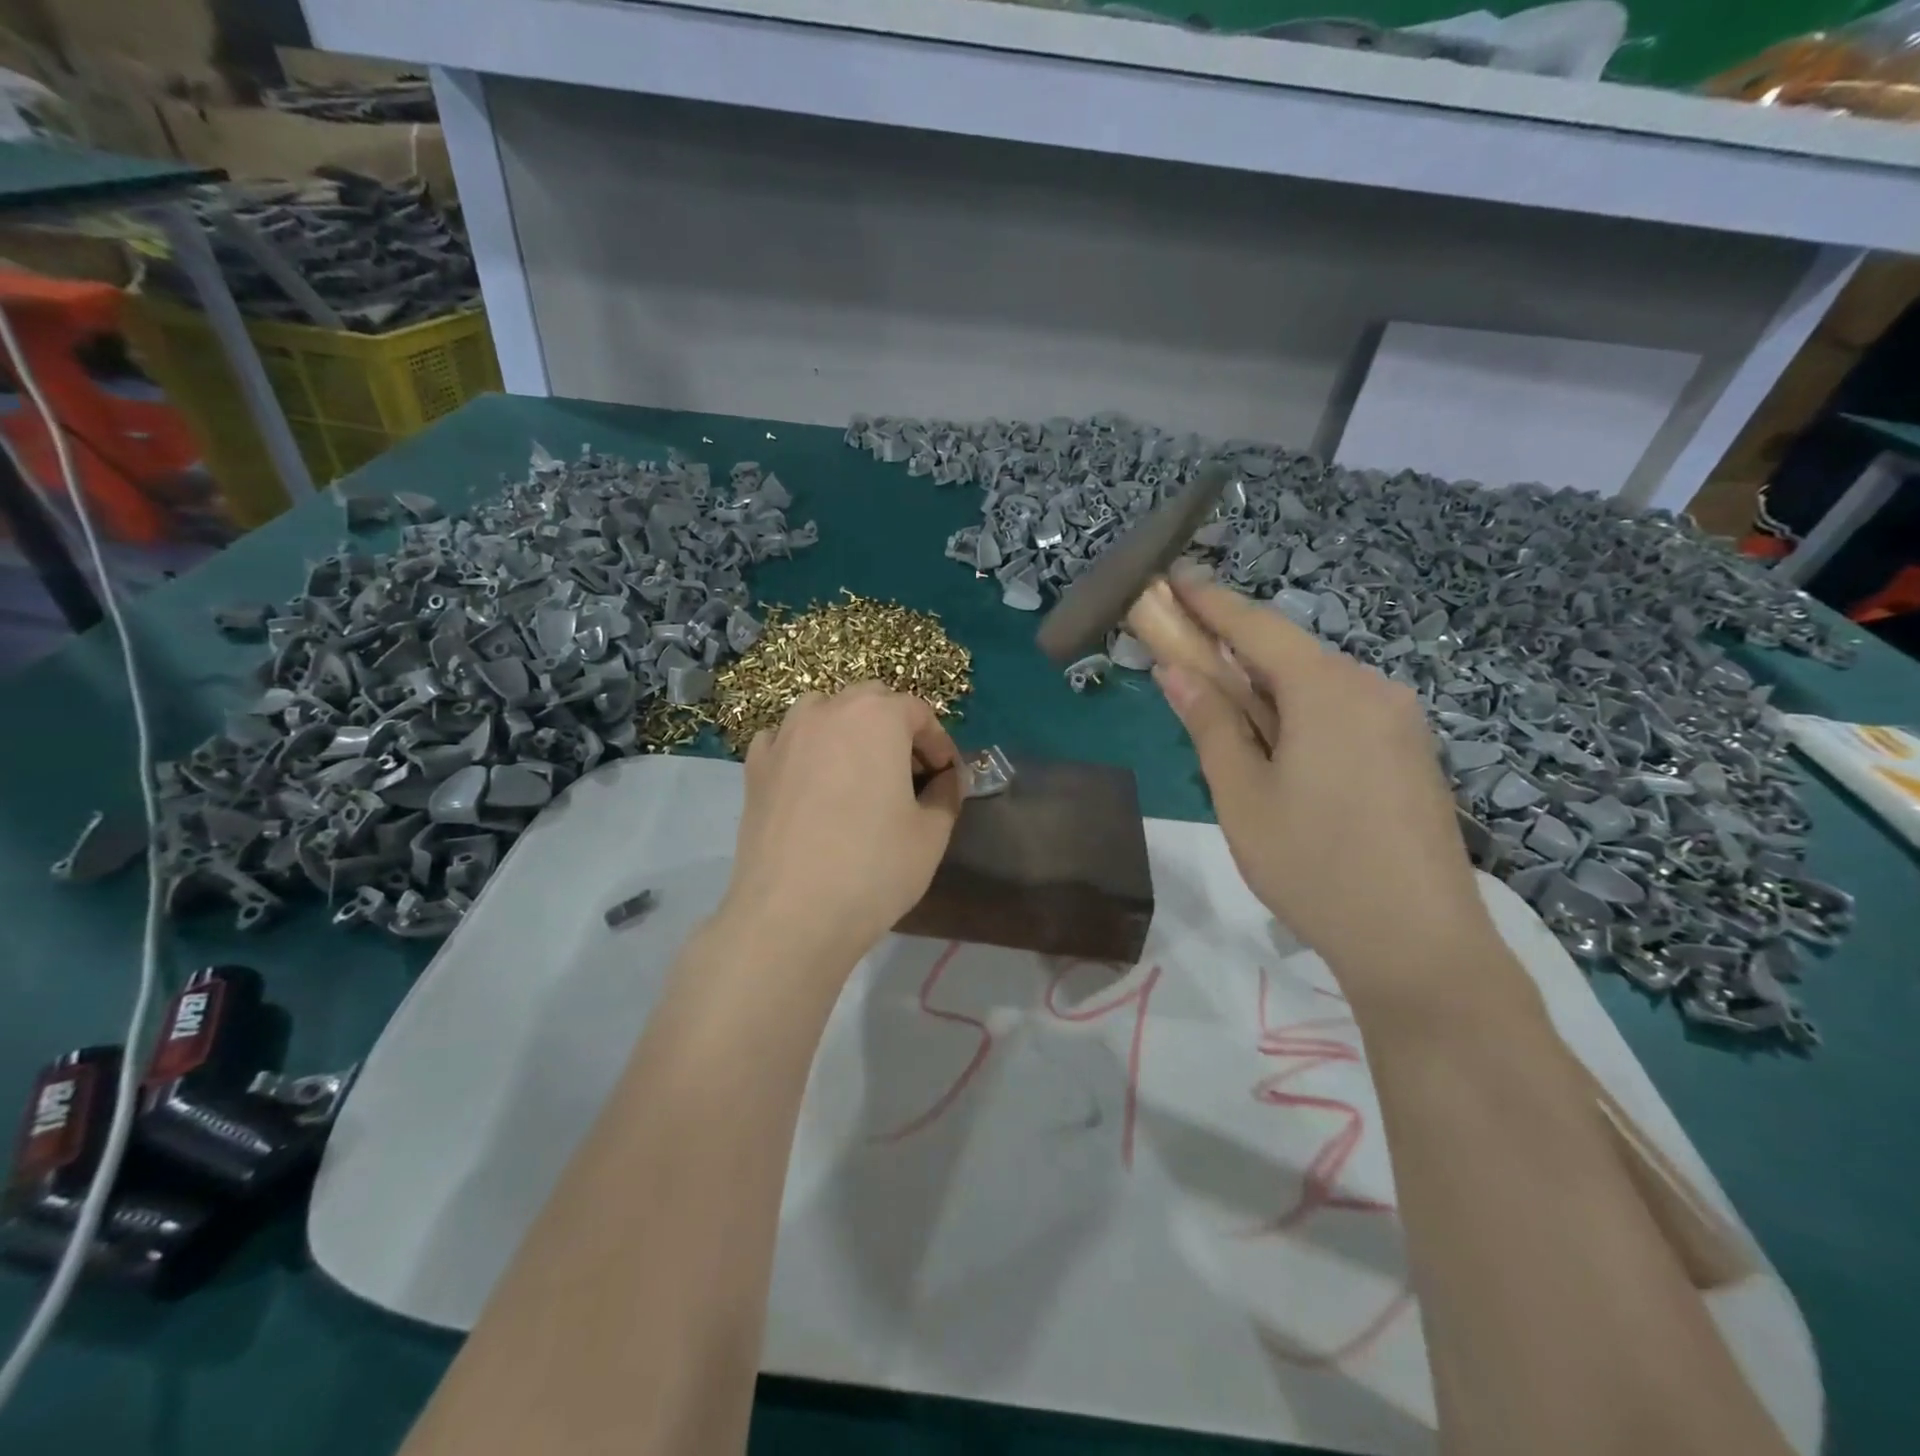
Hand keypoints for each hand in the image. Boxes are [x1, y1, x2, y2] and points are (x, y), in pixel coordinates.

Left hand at [720, 683, 963, 970]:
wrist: (791, 915)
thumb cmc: (873, 868)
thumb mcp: (931, 834)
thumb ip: (946, 794)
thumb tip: (945, 780)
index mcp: (877, 717)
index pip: (918, 712)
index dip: (939, 743)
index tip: (946, 777)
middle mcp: (827, 712)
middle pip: (870, 701)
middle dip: (895, 727)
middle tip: (908, 772)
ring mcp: (784, 736)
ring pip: (823, 711)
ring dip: (848, 729)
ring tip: (859, 770)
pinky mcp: (755, 767)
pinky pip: (785, 739)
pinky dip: (804, 747)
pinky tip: (812, 780)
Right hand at [1141, 575, 1512, 1010]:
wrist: (1420, 944)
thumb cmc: (1313, 865)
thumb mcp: (1241, 795)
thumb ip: (1210, 724)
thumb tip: (1176, 670)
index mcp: (1327, 690)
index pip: (1257, 627)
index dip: (1210, 602)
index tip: (1172, 579)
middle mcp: (1371, 689)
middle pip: (1289, 654)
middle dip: (1234, 652)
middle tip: (1185, 662)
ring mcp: (1400, 721)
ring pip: (1317, 685)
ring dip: (1266, 690)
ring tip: (1226, 721)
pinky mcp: (1412, 753)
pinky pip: (1343, 712)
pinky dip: (1300, 714)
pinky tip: (1280, 751)